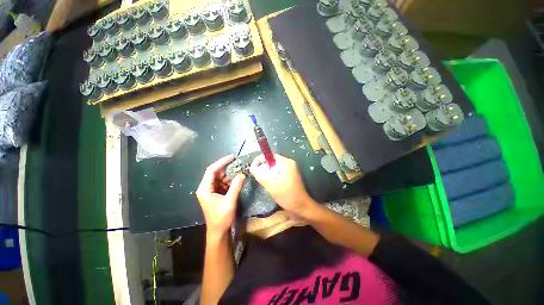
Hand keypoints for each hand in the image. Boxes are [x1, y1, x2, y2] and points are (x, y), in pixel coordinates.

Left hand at [196, 155, 245, 235]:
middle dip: (227, 168)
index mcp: (205, 189)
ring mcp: (211, 191)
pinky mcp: (216, 194)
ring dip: (230, 175)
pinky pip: (223, 183)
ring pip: (221, 178)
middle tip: (239, 163)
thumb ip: (235, 187)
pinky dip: (231, 181)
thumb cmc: (221, 218)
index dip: (222, 162)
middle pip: (216, 173)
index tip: (232, 157)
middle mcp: (206, 188)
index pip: (212, 170)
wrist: (219, 232)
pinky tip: (238, 179)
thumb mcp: (229, 202)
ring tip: (241, 171)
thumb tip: (242, 174)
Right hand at [249, 154, 314, 215]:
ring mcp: (290, 169)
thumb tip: (252, 168)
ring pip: (274, 166)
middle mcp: (288, 163)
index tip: (252, 168)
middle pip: (272, 160)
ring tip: (261, 180)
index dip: (259, 160)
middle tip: (256, 175)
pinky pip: (277, 171)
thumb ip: (260, 175)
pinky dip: (272, 175)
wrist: (301, 206)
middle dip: (262, 166)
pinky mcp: (290, 174)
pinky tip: (269, 183)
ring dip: (267, 171)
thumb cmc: (287, 195)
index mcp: (286, 162)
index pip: (269, 155)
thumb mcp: (271, 185)